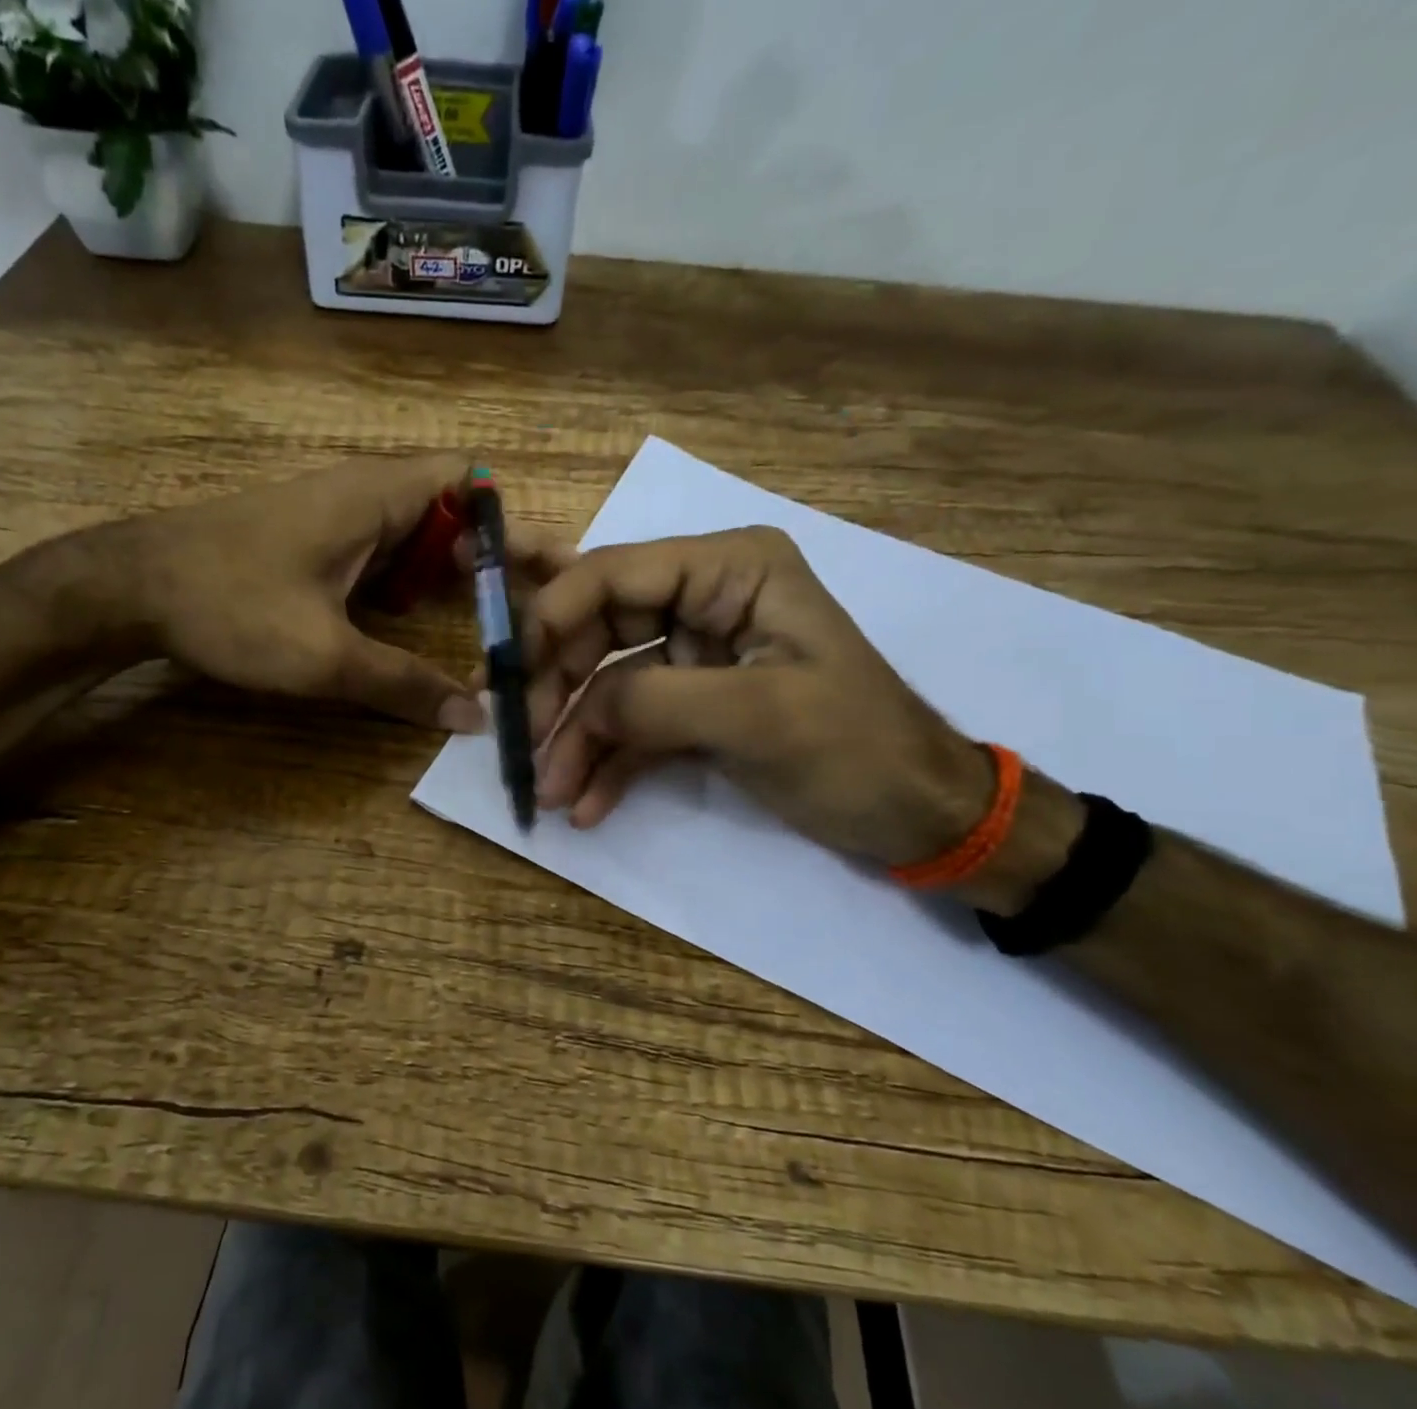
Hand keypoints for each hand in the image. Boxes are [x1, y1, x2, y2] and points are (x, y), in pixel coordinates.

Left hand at [48, 454, 572, 729]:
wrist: (131, 588)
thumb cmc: (230, 606)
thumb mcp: (324, 657)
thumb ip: (403, 686)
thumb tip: (472, 718)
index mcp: (377, 496)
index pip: (473, 482)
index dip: (515, 524)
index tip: (549, 575)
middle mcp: (365, 493)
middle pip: (455, 512)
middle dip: (494, 560)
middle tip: (532, 614)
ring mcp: (337, 516)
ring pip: (419, 535)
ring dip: (453, 576)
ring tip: (493, 626)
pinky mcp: (316, 541)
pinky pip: (385, 553)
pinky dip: (413, 584)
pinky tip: (418, 625)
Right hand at [524, 528, 994, 865]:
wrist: (919, 819)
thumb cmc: (856, 751)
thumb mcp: (758, 717)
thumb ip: (654, 701)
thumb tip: (577, 710)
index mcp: (731, 570)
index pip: (615, 573)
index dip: (552, 617)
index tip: (507, 675)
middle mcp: (706, 600)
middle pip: (598, 629)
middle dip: (557, 688)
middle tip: (519, 741)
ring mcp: (695, 657)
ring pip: (607, 685)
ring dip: (574, 739)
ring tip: (548, 792)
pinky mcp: (692, 707)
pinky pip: (631, 726)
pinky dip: (606, 764)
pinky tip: (585, 806)